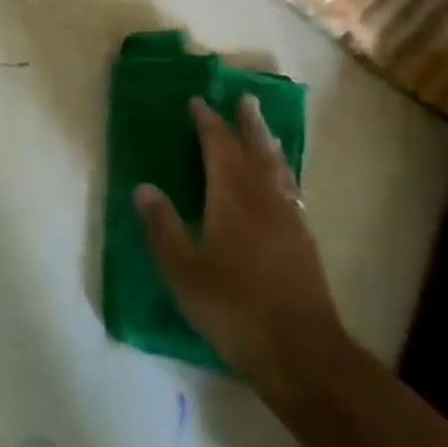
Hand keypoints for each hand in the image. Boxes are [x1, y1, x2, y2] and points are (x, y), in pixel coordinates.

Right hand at [135, 95, 349, 410]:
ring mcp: (289, 220)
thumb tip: (143, 187)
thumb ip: (162, 226)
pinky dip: (283, 173)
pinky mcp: (304, 241)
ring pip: (279, 168)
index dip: (207, 122)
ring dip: (268, 143)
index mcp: (232, 198)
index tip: (197, 102)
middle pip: (256, 149)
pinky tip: (282, 183)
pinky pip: (291, 190)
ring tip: (264, 128)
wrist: (299, 349)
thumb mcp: (183, 270)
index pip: (219, 147)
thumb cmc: (233, 307)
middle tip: (245, 97)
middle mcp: (264, 199)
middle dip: (247, 122)